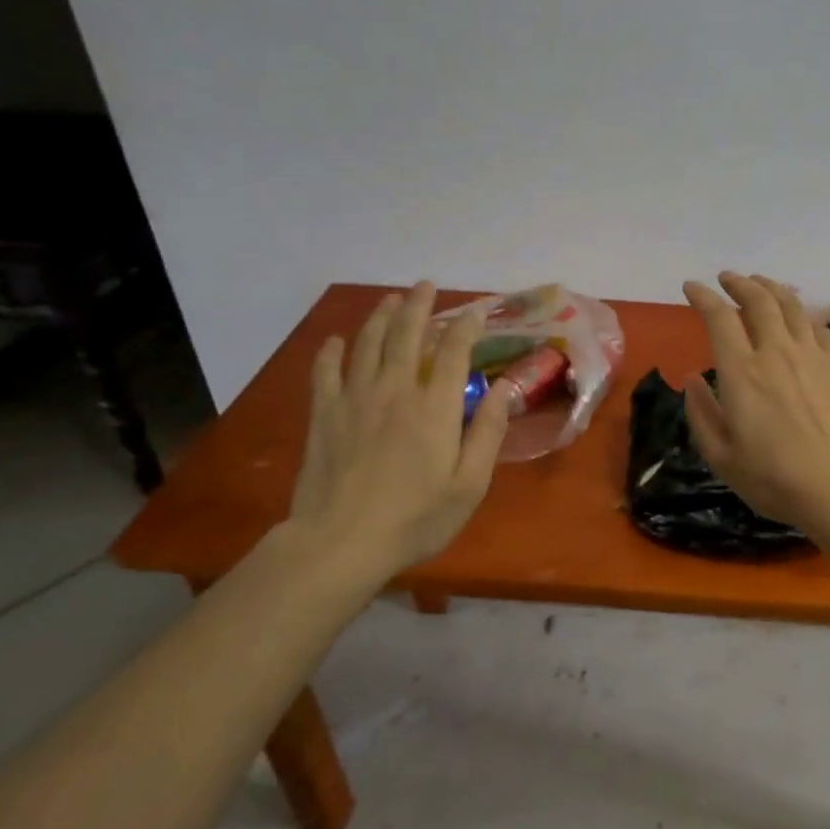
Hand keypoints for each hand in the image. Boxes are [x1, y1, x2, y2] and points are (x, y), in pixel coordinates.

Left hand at [284, 282, 513, 579]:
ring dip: (381, 318)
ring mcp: (355, 399)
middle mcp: (395, 390)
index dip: (465, 327)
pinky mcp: (324, 415)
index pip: (454, 351)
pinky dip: (331, 352)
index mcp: (435, 407)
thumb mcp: (469, 484)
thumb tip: (505, 389)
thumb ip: (488, 432)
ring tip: (390, 300)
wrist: (341, 543)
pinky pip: (325, 372)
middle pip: (407, 335)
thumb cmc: (415, 518)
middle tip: (425, 285)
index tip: (473, 313)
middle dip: (419, 306)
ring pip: (368, 344)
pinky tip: (336, 341)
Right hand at [681, 272, 829, 531]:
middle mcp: (776, 351)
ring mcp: (812, 354)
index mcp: (741, 372)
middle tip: (727, 278)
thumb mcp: (722, 457)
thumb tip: (693, 379)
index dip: (703, 296)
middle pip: (758, 300)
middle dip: (738, 282)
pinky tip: (799, 318)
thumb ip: (702, 414)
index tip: (691, 287)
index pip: (719, 317)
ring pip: (791, 304)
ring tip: (760, 283)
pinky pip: (817, 326)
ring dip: (771, 288)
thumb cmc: (775, 479)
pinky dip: (801, 314)